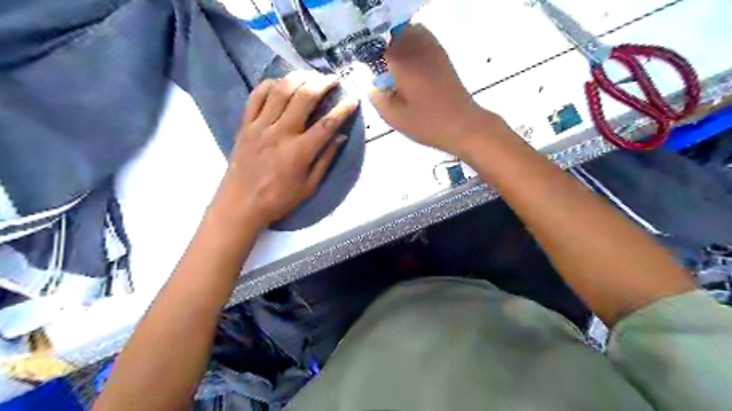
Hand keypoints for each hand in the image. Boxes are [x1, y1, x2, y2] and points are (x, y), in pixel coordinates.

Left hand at [213, 70, 359, 229]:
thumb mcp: (309, 187)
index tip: (353, 99)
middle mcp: (281, 133)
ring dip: (298, 77)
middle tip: (332, 79)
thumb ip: (325, 160)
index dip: (343, 109)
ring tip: (309, 75)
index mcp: (300, 151)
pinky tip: (280, 83)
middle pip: (304, 97)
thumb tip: (340, 137)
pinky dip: (269, 84)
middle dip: (322, 83)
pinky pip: (256, 96)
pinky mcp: (246, 125)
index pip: (327, 124)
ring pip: (280, 90)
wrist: (240, 204)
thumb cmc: (279, 199)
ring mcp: (261, 126)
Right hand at [370, 23, 507, 155]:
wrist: (462, 124)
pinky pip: (423, 37)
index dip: (367, 56)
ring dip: (398, 43)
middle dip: (382, 47)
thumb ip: (376, 97)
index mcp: (401, 60)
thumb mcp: (393, 117)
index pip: (375, 45)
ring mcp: (432, 48)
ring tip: (394, 66)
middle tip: (379, 70)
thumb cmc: (427, 123)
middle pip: (391, 33)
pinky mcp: (442, 55)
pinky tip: (411, 64)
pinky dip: (413, 43)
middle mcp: (416, 46)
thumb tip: (371, 83)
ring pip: (408, 31)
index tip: (366, 71)